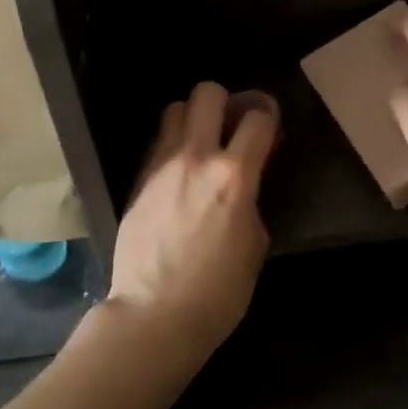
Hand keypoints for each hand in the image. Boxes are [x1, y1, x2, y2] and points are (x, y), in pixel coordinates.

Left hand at [107, 83, 277, 368]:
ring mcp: (162, 165)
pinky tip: (179, 171)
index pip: (257, 118)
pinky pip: (158, 141)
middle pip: (207, 93)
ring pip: (175, 108)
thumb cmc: (217, 293)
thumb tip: (247, 183)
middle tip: (230, 125)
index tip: (269, 126)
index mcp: (234, 176)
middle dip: (224, 101)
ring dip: (193, 118)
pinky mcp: (138, 179)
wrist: (153, 316)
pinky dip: (173, 144)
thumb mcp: (254, 245)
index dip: (268, 115)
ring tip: (200, 143)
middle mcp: (196, 157)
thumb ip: (251, 200)